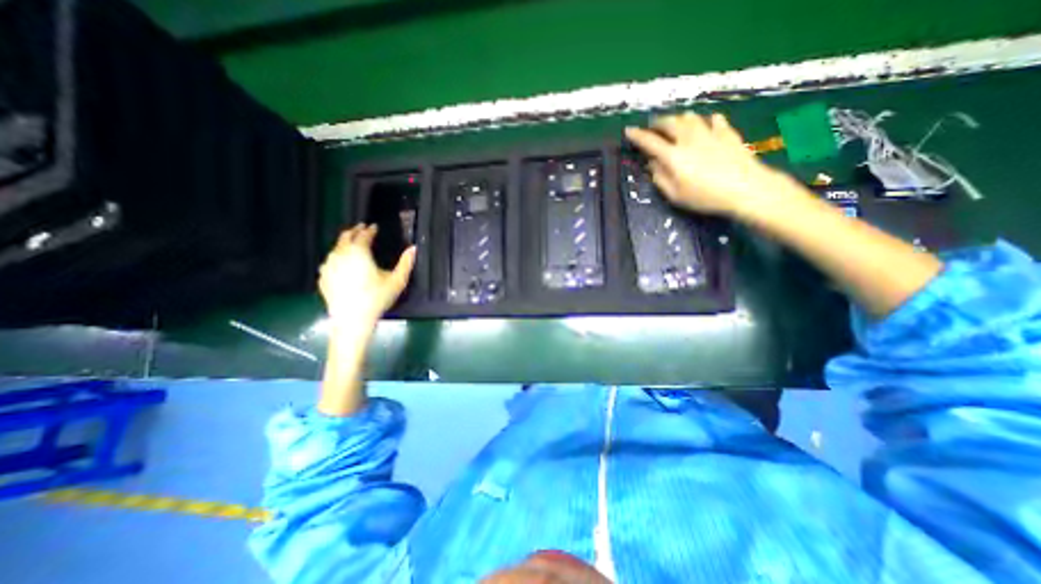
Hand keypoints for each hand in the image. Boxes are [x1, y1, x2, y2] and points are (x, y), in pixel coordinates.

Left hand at [320, 224, 416, 330]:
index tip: (374, 227)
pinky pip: (329, 262)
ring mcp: (329, 266)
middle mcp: (341, 254)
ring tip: (352, 244)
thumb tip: (414, 248)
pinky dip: (336, 258)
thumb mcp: (397, 281)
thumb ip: (406, 263)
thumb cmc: (377, 298)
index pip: (364, 235)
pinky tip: (341, 263)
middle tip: (362, 229)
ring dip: (344, 243)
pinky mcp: (323, 277)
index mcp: (359, 252)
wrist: (352, 319)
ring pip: (336, 248)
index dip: (370, 230)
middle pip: (345, 237)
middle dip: (354, 231)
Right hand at [620, 111, 785, 218]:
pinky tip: (707, 124)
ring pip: (690, 117)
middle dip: (658, 123)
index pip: (650, 142)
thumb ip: (660, 178)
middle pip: (670, 123)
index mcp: (673, 156)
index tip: (628, 131)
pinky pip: (714, 120)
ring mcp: (710, 133)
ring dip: (679, 118)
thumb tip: (652, 163)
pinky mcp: (727, 133)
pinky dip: (706, 120)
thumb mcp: (675, 195)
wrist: (746, 188)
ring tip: (676, 123)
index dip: (637, 136)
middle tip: (652, 127)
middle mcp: (689, 139)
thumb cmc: (705, 196)